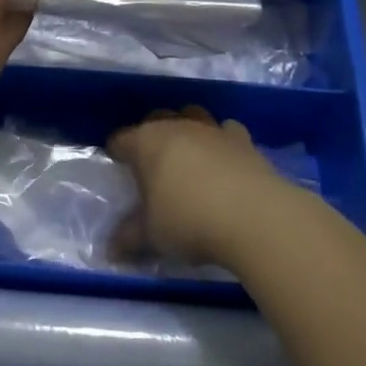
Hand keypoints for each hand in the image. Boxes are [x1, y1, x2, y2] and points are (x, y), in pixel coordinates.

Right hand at [109, 108, 286, 267]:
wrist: (255, 217)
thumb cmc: (189, 220)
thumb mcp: (151, 235)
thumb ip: (128, 238)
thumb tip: (110, 248)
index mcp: (146, 142)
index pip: (121, 140)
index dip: (116, 153)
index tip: (117, 169)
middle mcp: (177, 126)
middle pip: (156, 120)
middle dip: (150, 137)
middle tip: (151, 166)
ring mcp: (213, 130)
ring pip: (192, 116)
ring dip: (187, 130)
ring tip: (188, 157)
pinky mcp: (244, 140)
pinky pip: (227, 131)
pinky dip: (223, 141)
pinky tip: (224, 160)